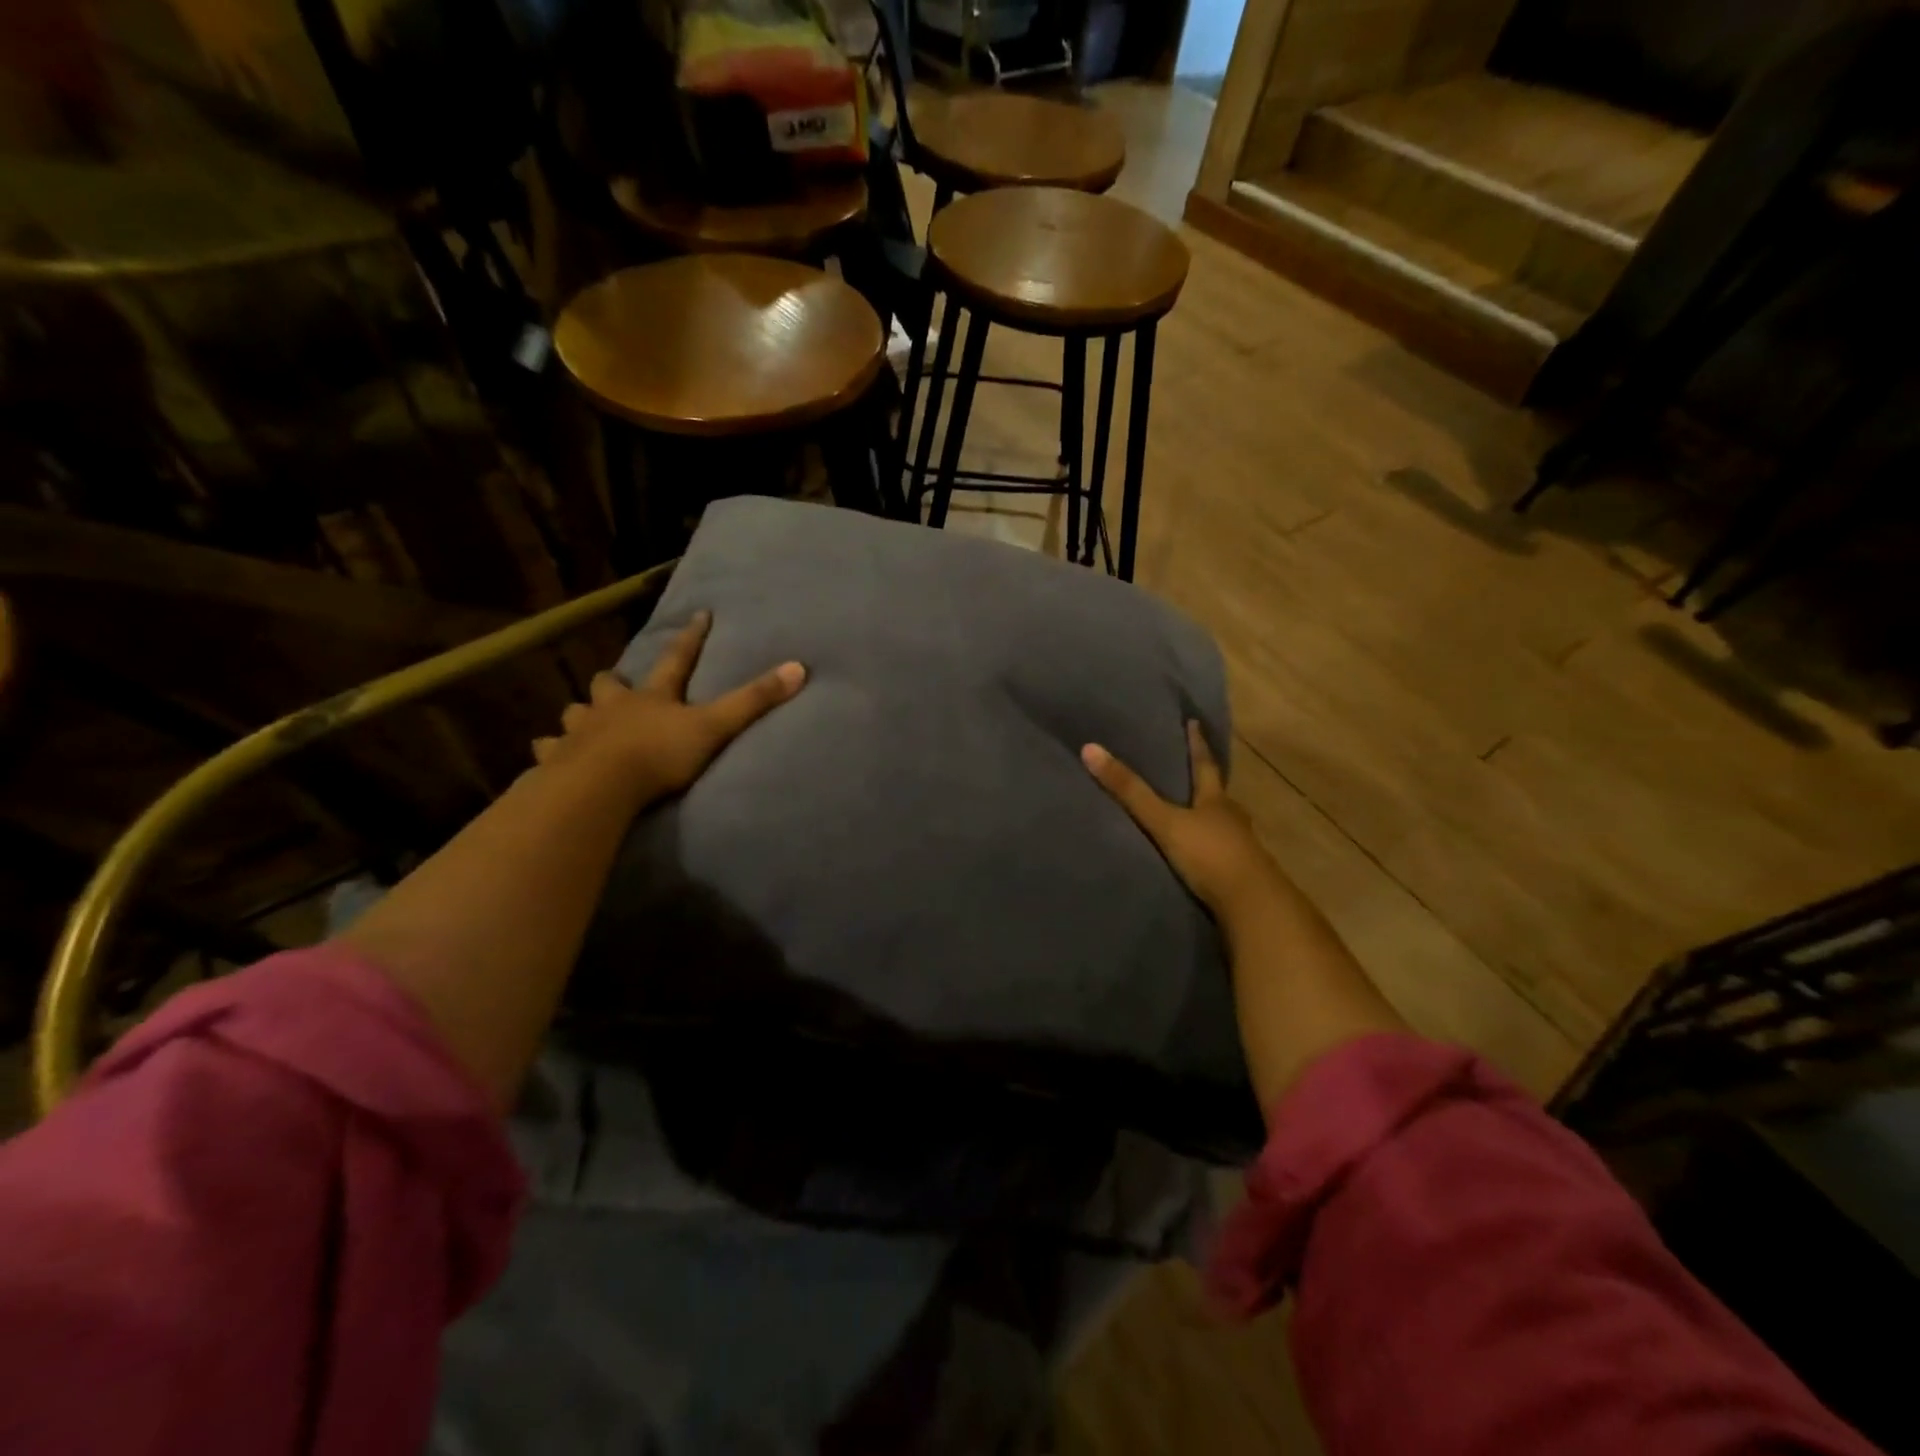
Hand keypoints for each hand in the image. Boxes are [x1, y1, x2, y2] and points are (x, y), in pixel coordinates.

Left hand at [532, 611, 804, 807]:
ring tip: (582, 720)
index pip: (676, 659)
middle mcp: (613, 707)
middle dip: (614, 682)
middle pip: (610, 684)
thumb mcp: (715, 727)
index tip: (699, 615)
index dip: (690, 638)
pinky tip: (547, 755)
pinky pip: (548, 750)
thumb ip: (755, 701)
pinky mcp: (556, 759)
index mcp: (653, 697)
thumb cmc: (659, 754)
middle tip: (617, 684)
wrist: (600, 786)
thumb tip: (799, 667)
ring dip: (581, 714)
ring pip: (575, 712)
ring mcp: (581, 731)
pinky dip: (549, 750)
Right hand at [1081, 722, 1283, 923]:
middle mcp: (1232, 818)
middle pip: (1217, 795)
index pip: (1204, 764)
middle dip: (1204, 784)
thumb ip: (1130, 791)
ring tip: (1192, 815)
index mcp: (1215, 800)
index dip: (1197, 744)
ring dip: (1208, 819)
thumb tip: (1090, 749)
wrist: (1251, 905)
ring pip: (1222, 824)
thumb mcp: (1164, 822)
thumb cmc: (1209, 854)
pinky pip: (1222, 853)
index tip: (1195, 722)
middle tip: (1190, 772)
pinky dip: (1210, 848)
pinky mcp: (1242, 874)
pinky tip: (1200, 855)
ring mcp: (1241, 847)